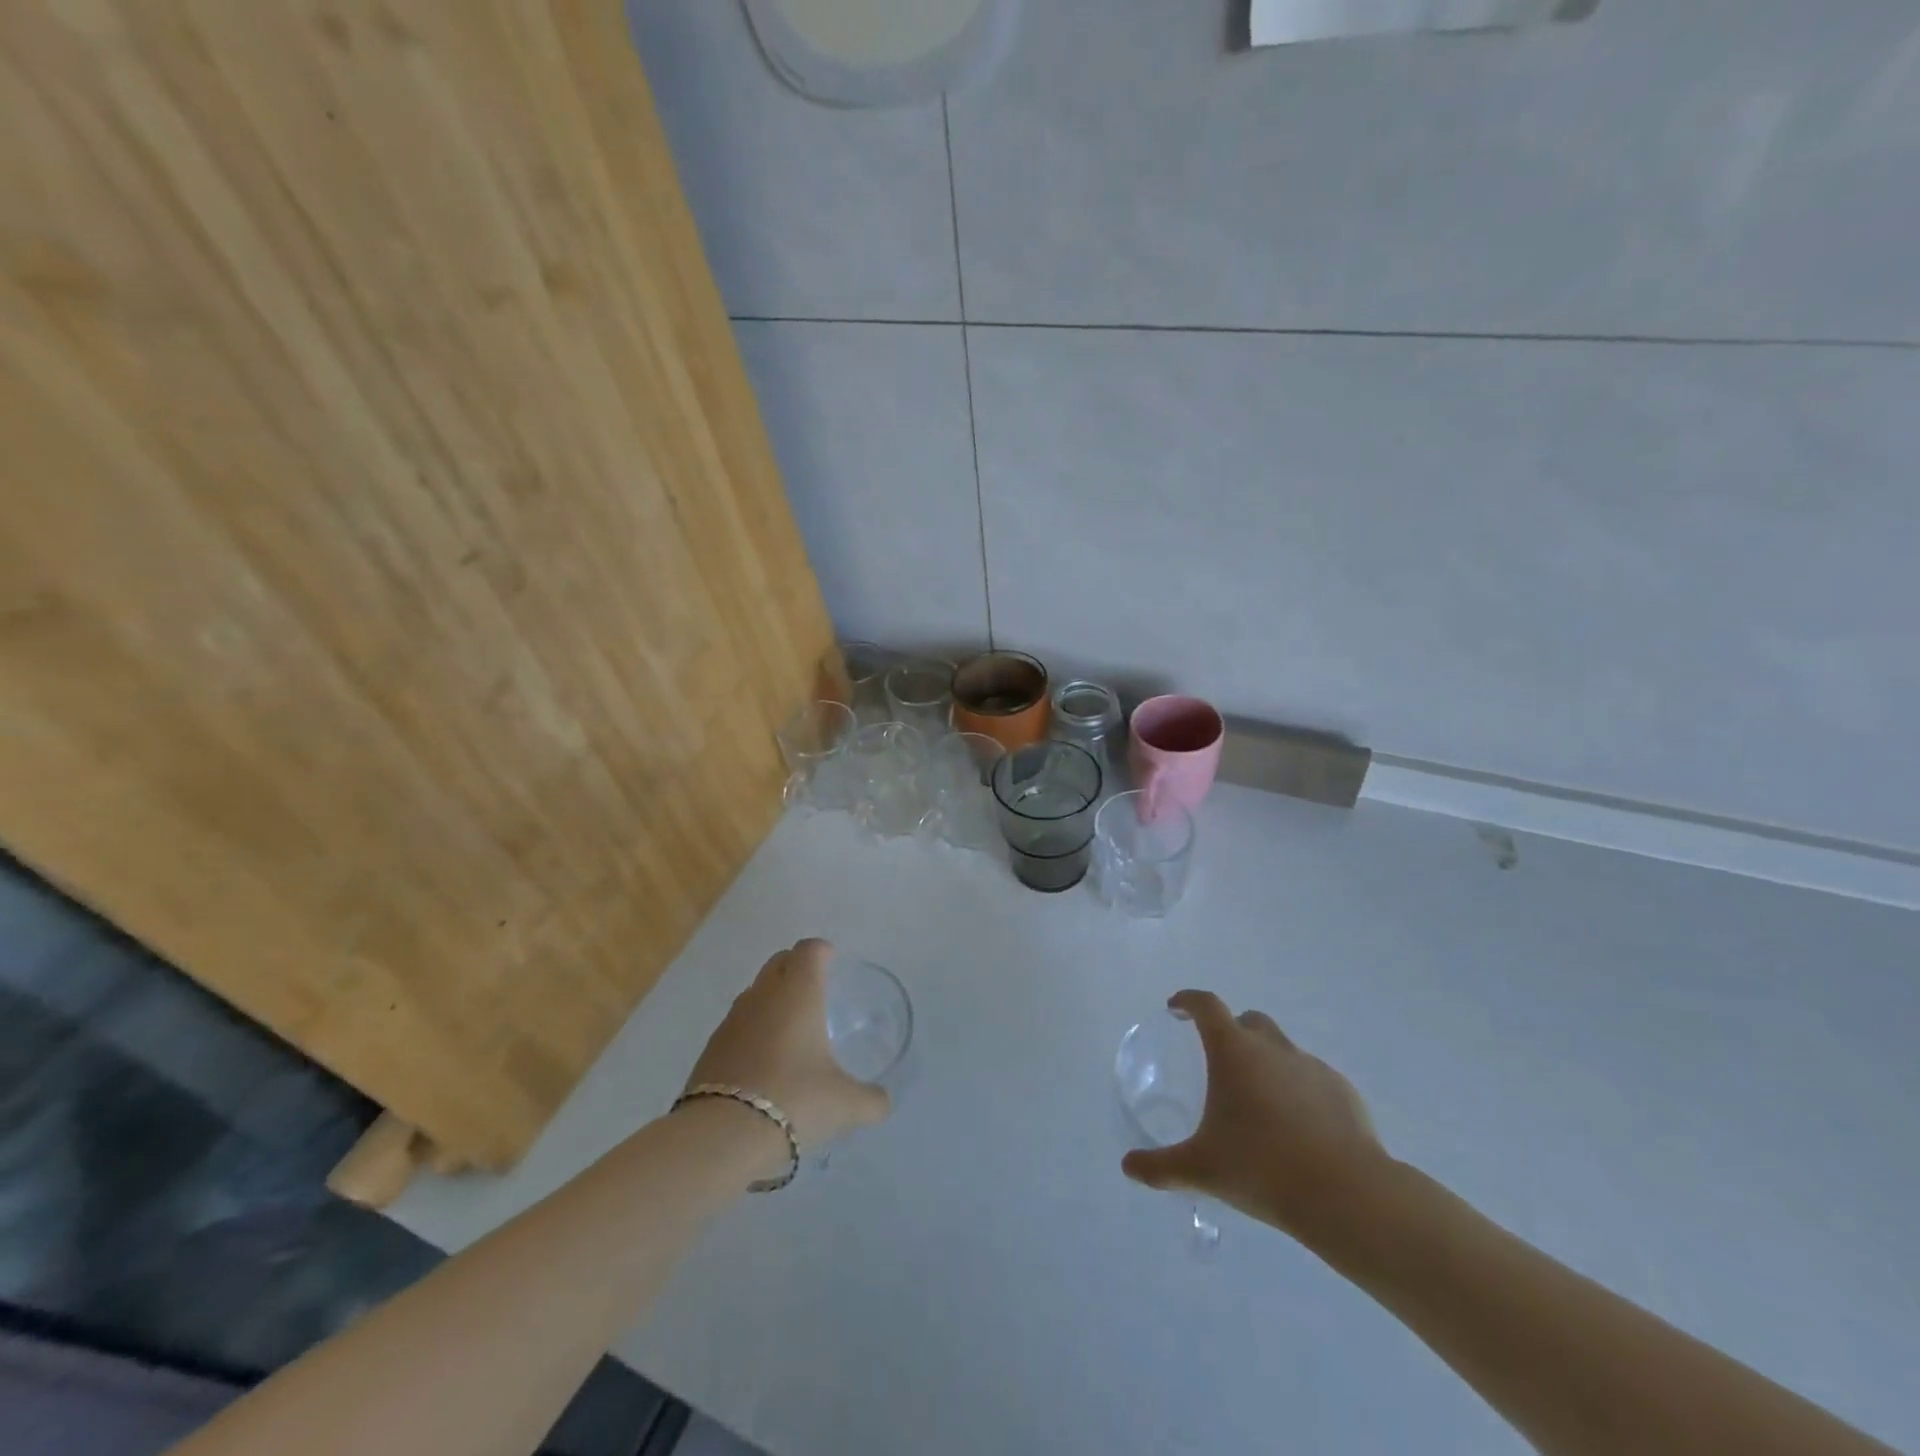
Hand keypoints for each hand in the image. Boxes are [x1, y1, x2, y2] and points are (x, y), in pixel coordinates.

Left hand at [684, 939, 890, 1154]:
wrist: (721, 1137)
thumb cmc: (794, 1100)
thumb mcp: (845, 1104)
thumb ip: (871, 1099)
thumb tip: (883, 1102)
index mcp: (798, 993)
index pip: (809, 950)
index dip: (822, 952)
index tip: (833, 964)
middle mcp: (762, 996)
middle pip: (779, 962)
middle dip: (796, 967)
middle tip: (815, 991)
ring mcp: (731, 1021)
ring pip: (755, 992)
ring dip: (771, 1000)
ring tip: (790, 1029)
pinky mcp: (710, 1049)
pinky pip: (736, 1025)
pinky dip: (751, 1031)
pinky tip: (762, 1063)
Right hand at [1121, 990, 1387, 1239]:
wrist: (1346, 1195)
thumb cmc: (1262, 1168)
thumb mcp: (1201, 1169)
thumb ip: (1160, 1166)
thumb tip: (1128, 1166)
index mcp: (1234, 1051)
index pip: (1206, 1006)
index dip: (1188, 1001)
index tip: (1176, 1009)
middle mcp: (1272, 1047)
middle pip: (1249, 1021)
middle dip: (1232, 1031)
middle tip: (1221, 1063)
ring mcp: (1312, 1067)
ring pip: (1283, 1050)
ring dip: (1268, 1064)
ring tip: (1262, 1106)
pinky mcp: (1344, 1092)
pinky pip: (1313, 1080)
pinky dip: (1300, 1092)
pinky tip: (1300, 1129)